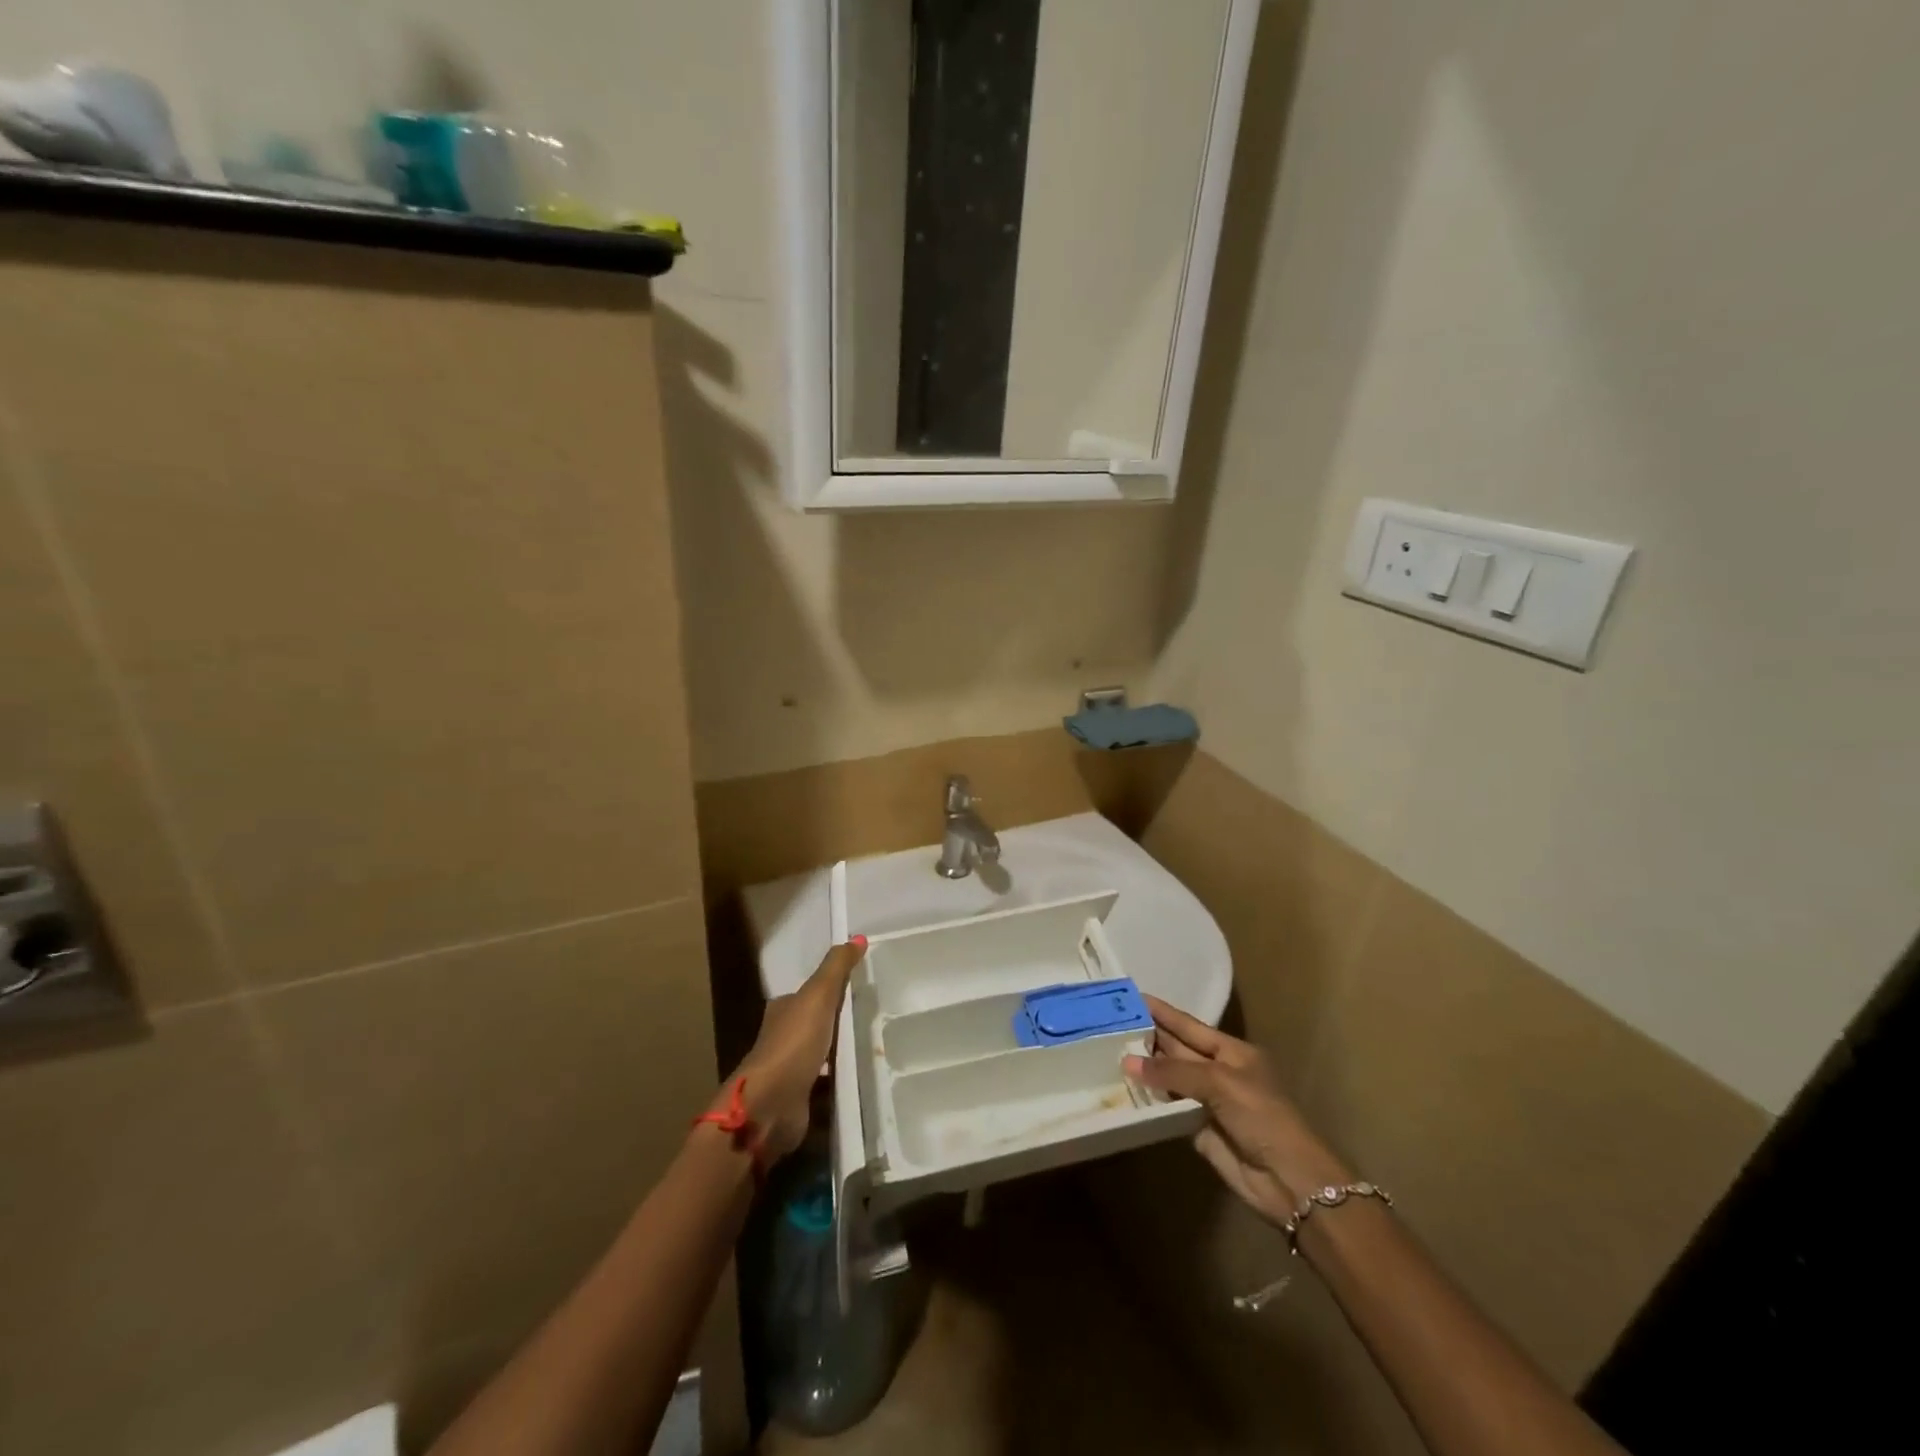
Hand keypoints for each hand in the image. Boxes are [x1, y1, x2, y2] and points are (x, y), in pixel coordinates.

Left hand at [722, 938, 866, 1163]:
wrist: (770, 1107)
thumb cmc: (793, 1044)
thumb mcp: (818, 996)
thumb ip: (836, 968)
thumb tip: (857, 937)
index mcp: (782, 1011)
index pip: (808, 994)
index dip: (830, 989)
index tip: (857, 987)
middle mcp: (783, 1039)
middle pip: (815, 1025)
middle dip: (838, 1023)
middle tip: (871, 1018)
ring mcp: (790, 1072)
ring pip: (821, 1056)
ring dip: (840, 1054)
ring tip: (874, 1048)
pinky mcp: (800, 1100)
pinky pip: (827, 1085)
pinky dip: (840, 1082)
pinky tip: (862, 1080)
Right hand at [1125, 995, 1353, 1226]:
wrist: (1289, 1179)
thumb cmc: (1263, 1116)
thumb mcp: (1220, 1083)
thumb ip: (1173, 1072)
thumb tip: (1127, 1062)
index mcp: (1232, 1052)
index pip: (1190, 1026)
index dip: (1163, 1013)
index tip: (1134, 997)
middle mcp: (1218, 1072)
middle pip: (1177, 1050)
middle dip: (1149, 1038)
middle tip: (1110, 1023)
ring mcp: (1208, 1102)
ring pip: (1169, 1079)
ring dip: (1144, 1069)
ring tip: (1107, 1051)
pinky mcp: (1198, 1130)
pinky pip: (1167, 1109)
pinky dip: (1148, 1101)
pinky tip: (1123, 1089)